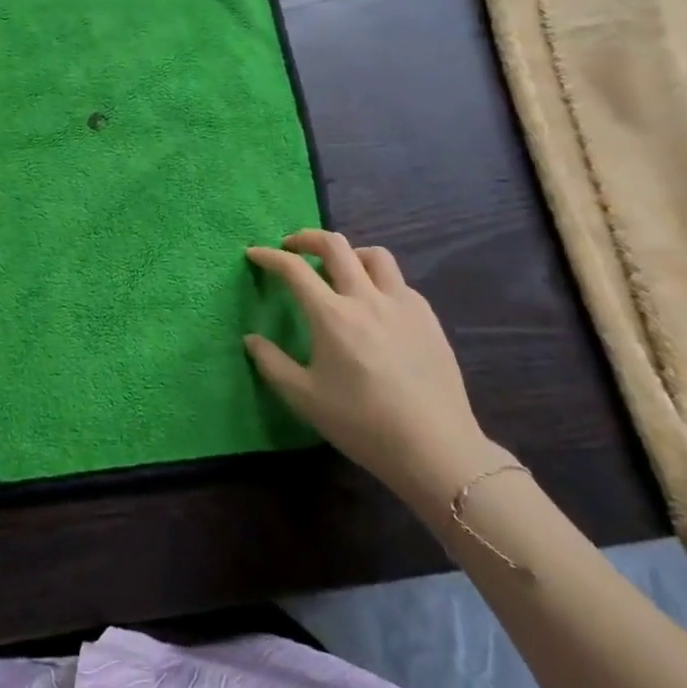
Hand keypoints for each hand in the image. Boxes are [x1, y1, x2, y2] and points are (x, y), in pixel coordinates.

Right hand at [245, 231, 501, 512]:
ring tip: (340, 270)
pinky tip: (376, 307)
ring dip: (349, 254)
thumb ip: (272, 364)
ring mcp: (402, 304)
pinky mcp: (428, 318)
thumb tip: (250, 339)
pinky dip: (379, 282)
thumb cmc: (363, 424)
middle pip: (335, 245)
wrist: (435, 449)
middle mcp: (366, 298)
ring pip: (374, 255)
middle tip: (292, 247)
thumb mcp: (305, 399)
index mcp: (332, 315)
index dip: (269, 256)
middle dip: (307, 238)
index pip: (294, 269)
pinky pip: (399, 283)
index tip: (254, 253)